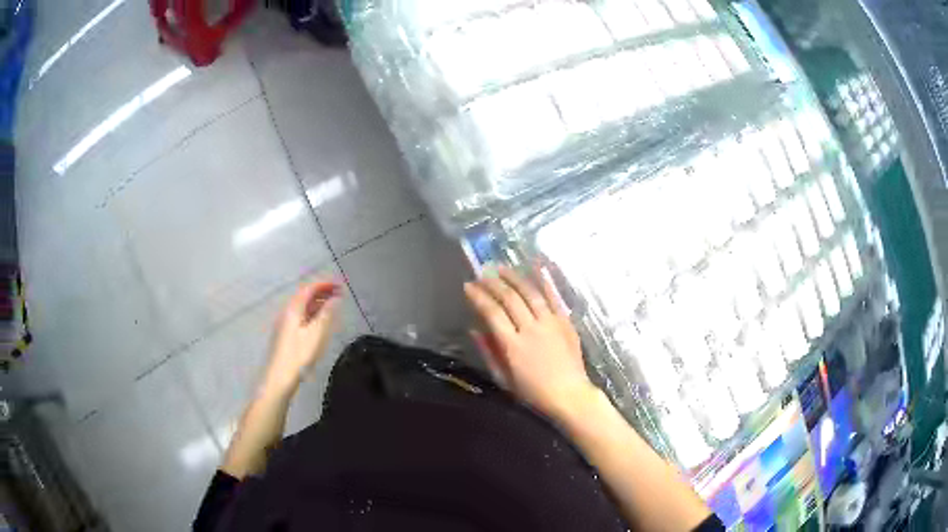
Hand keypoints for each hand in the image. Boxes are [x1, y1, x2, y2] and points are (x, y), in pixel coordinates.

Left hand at [263, 279, 341, 393]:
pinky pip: (300, 315)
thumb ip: (326, 314)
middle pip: (304, 296)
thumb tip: (335, 299)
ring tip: (332, 305)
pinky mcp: (285, 334)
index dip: (324, 284)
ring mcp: (285, 323)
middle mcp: (287, 312)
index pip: (309, 288)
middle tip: (339, 293)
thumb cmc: (299, 355)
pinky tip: (319, 321)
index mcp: (294, 309)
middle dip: (321, 291)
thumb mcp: (317, 334)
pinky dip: (312, 312)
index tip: (340, 284)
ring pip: (302, 306)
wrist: (279, 377)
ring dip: (317, 302)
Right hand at [464, 266, 595, 419]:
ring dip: (514, 278)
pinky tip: (537, 268)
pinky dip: (545, 281)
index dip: (479, 297)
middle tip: (482, 274)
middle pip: (509, 299)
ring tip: (501, 268)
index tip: (468, 286)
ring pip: (530, 293)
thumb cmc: (533, 393)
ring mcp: (550, 323)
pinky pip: (554, 297)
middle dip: (493, 283)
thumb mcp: (504, 379)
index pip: (492, 313)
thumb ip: (489, 352)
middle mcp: (531, 329)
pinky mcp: (565, 322)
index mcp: (513, 345)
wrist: (570, 396)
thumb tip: (474, 330)